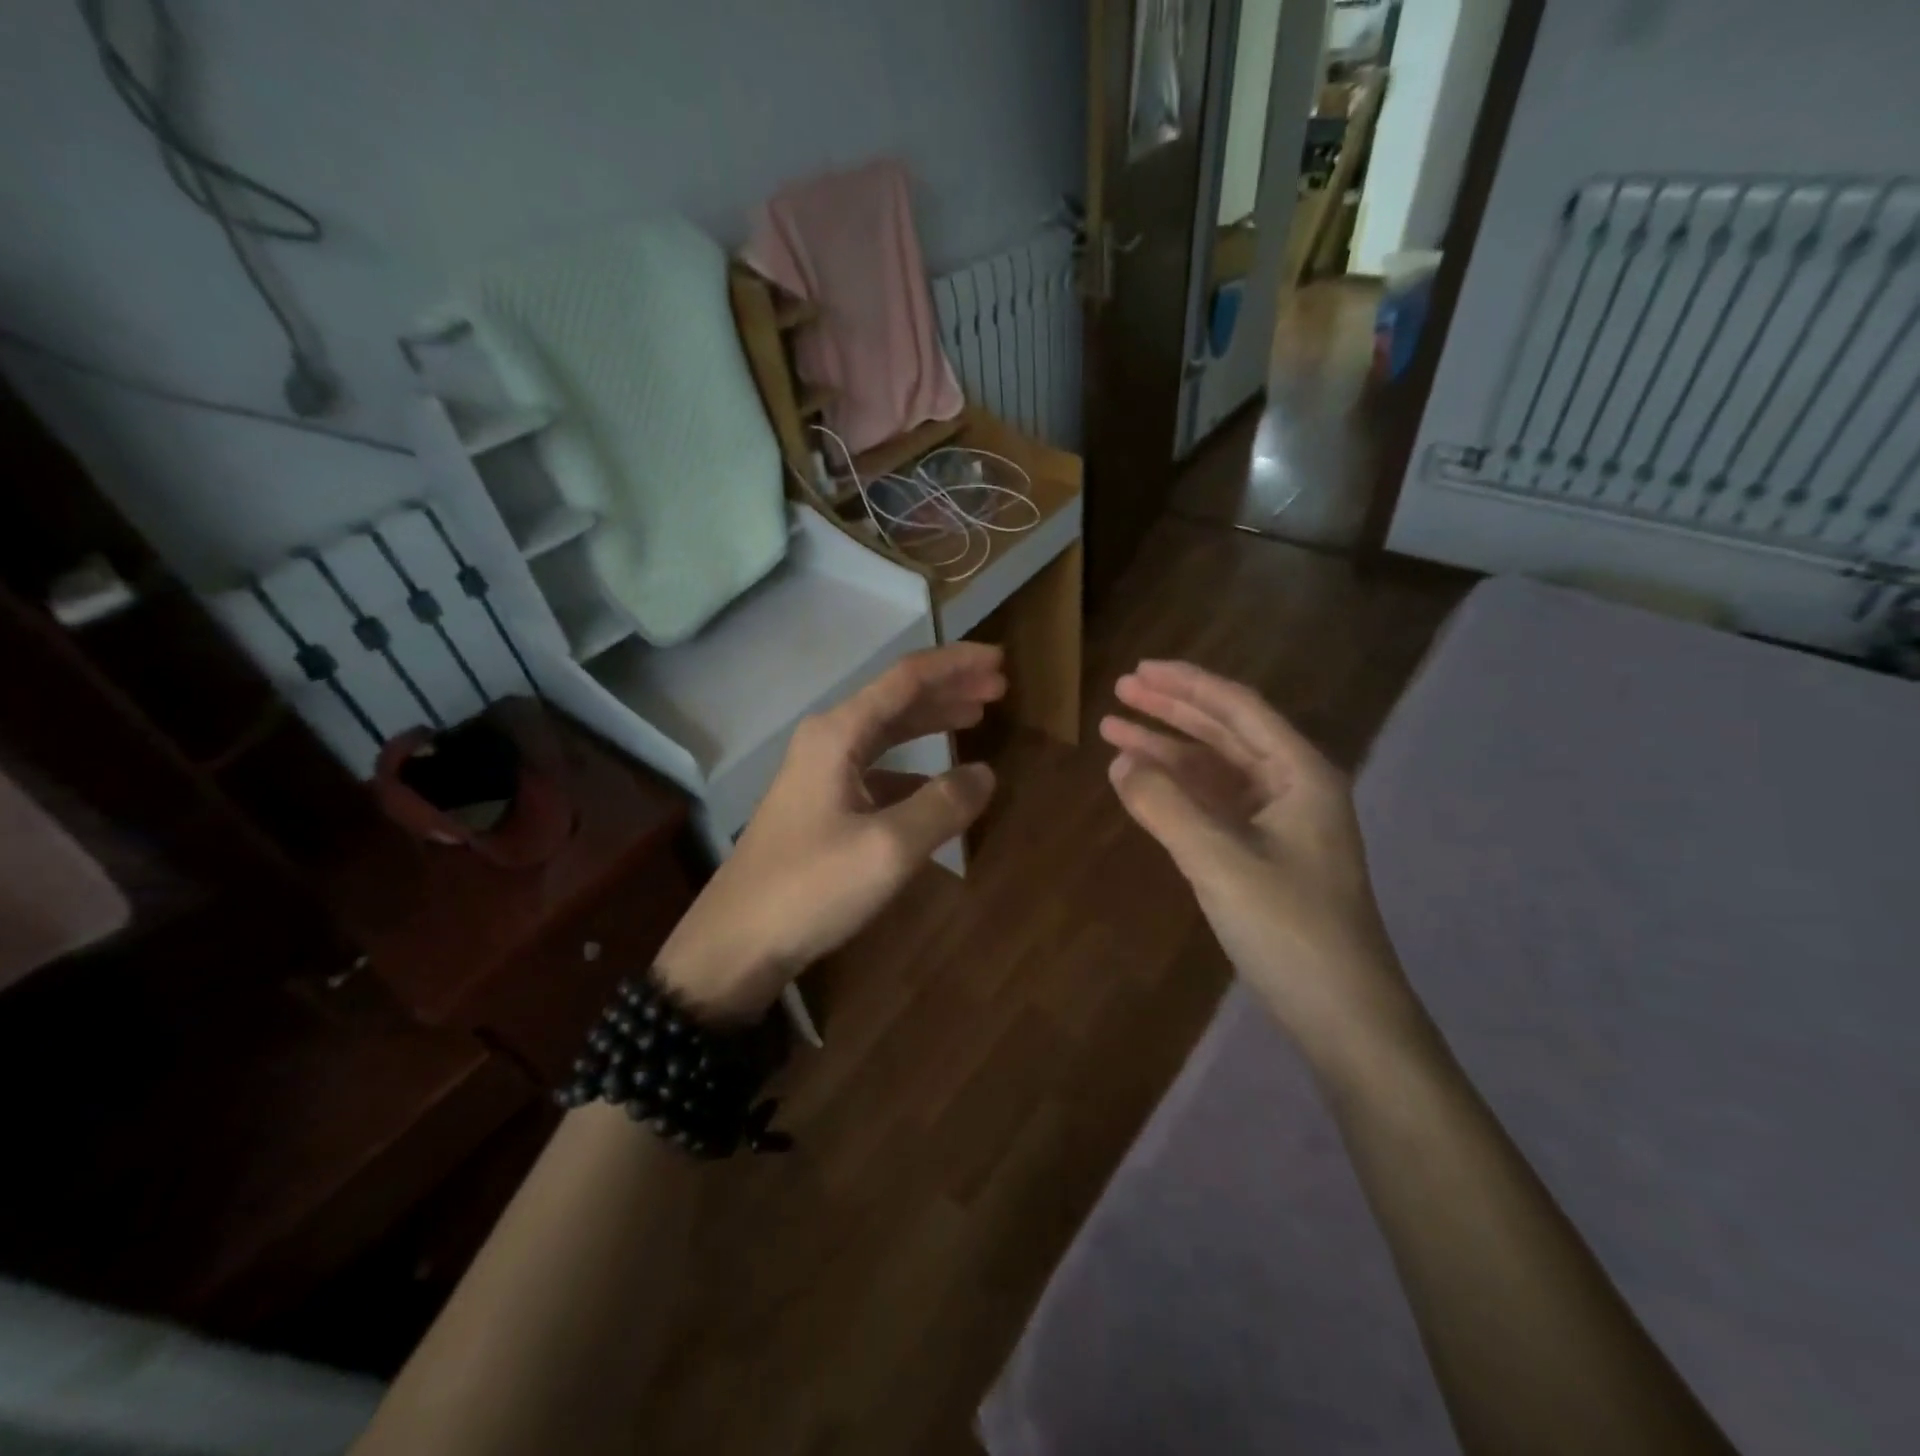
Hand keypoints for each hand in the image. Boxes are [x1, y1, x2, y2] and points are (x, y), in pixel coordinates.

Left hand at [656, 644, 1004, 1019]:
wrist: (736, 942)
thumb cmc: (811, 888)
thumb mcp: (889, 848)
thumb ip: (943, 806)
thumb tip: (985, 774)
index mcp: (838, 734)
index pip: (906, 678)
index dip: (956, 664)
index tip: (1001, 659)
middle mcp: (827, 741)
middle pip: (896, 699)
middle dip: (949, 688)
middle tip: (999, 687)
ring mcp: (819, 773)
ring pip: (886, 732)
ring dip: (931, 721)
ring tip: (976, 717)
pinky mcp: (820, 805)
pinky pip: (877, 769)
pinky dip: (913, 766)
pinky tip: (936, 783)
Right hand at [1101, 660, 1417, 1064]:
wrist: (1341, 1014)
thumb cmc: (1289, 929)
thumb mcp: (1219, 862)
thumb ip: (1165, 806)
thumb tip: (1119, 763)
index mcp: (1300, 774)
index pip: (1237, 709)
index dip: (1186, 684)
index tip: (1138, 670)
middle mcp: (1292, 787)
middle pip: (1224, 732)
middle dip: (1171, 710)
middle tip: (1119, 691)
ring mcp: (1277, 822)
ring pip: (1214, 770)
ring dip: (1166, 751)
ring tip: (1113, 733)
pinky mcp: (1261, 853)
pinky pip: (1212, 806)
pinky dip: (1176, 792)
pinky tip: (1140, 785)